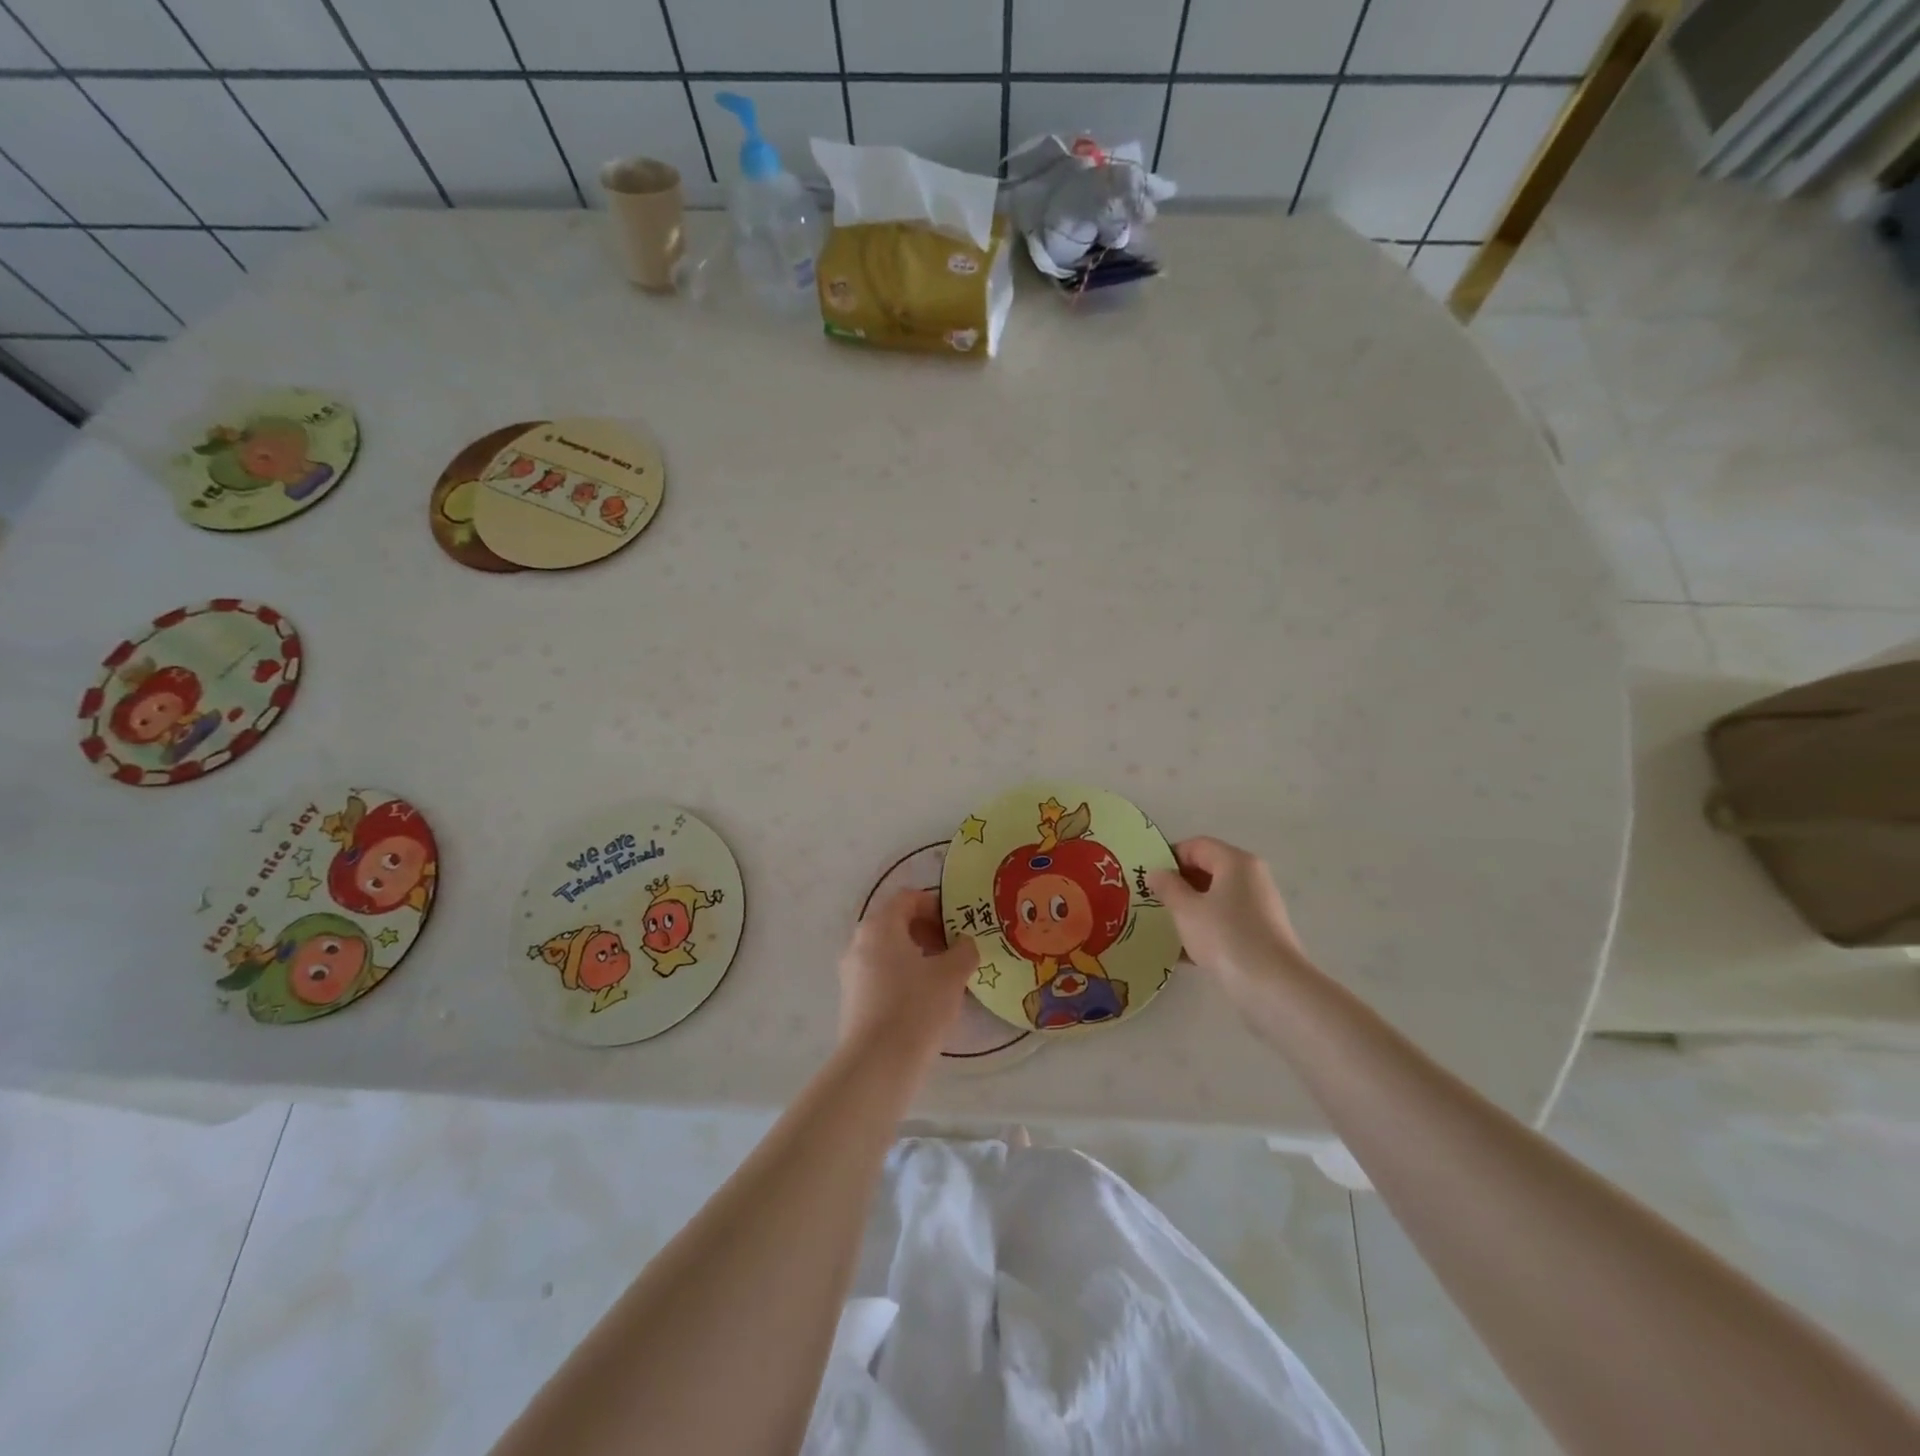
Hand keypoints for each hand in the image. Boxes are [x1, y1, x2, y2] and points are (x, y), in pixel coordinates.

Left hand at [838, 889, 978, 1068]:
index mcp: (880, 926)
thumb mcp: (952, 974)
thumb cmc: (917, 1007)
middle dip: (927, 931)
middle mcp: (859, 942)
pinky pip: (880, 974)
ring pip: (888, 951)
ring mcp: (851, 972)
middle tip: (955, 949)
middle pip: (896, 923)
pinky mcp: (851, 999)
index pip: (908, 899)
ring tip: (943, 976)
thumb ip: (964, 950)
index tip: (958, 923)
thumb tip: (965, 943)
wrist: (878, 1063)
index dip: (936, 905)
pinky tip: (923, 999)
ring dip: (916, 955)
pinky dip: (902, 975)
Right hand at [1146, 837, 1312, 1012]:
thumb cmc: (1225, 936)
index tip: (1147, 877)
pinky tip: (1182, 953)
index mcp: (1235, 862)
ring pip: (1215, 899)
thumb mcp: (1186, 909)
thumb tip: (1157, 873)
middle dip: (1178, 884)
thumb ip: (1168, 887)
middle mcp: (1251, 877)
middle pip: (1208, 870)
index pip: (1197, 846)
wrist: (1272, 986)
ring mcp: (1259, 907)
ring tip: (1163, 927)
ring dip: (1189, 909)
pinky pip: (1225, 922)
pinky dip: (1205, 930)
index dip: (1169, 857)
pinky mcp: (1261, 934)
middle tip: (1151, 901)